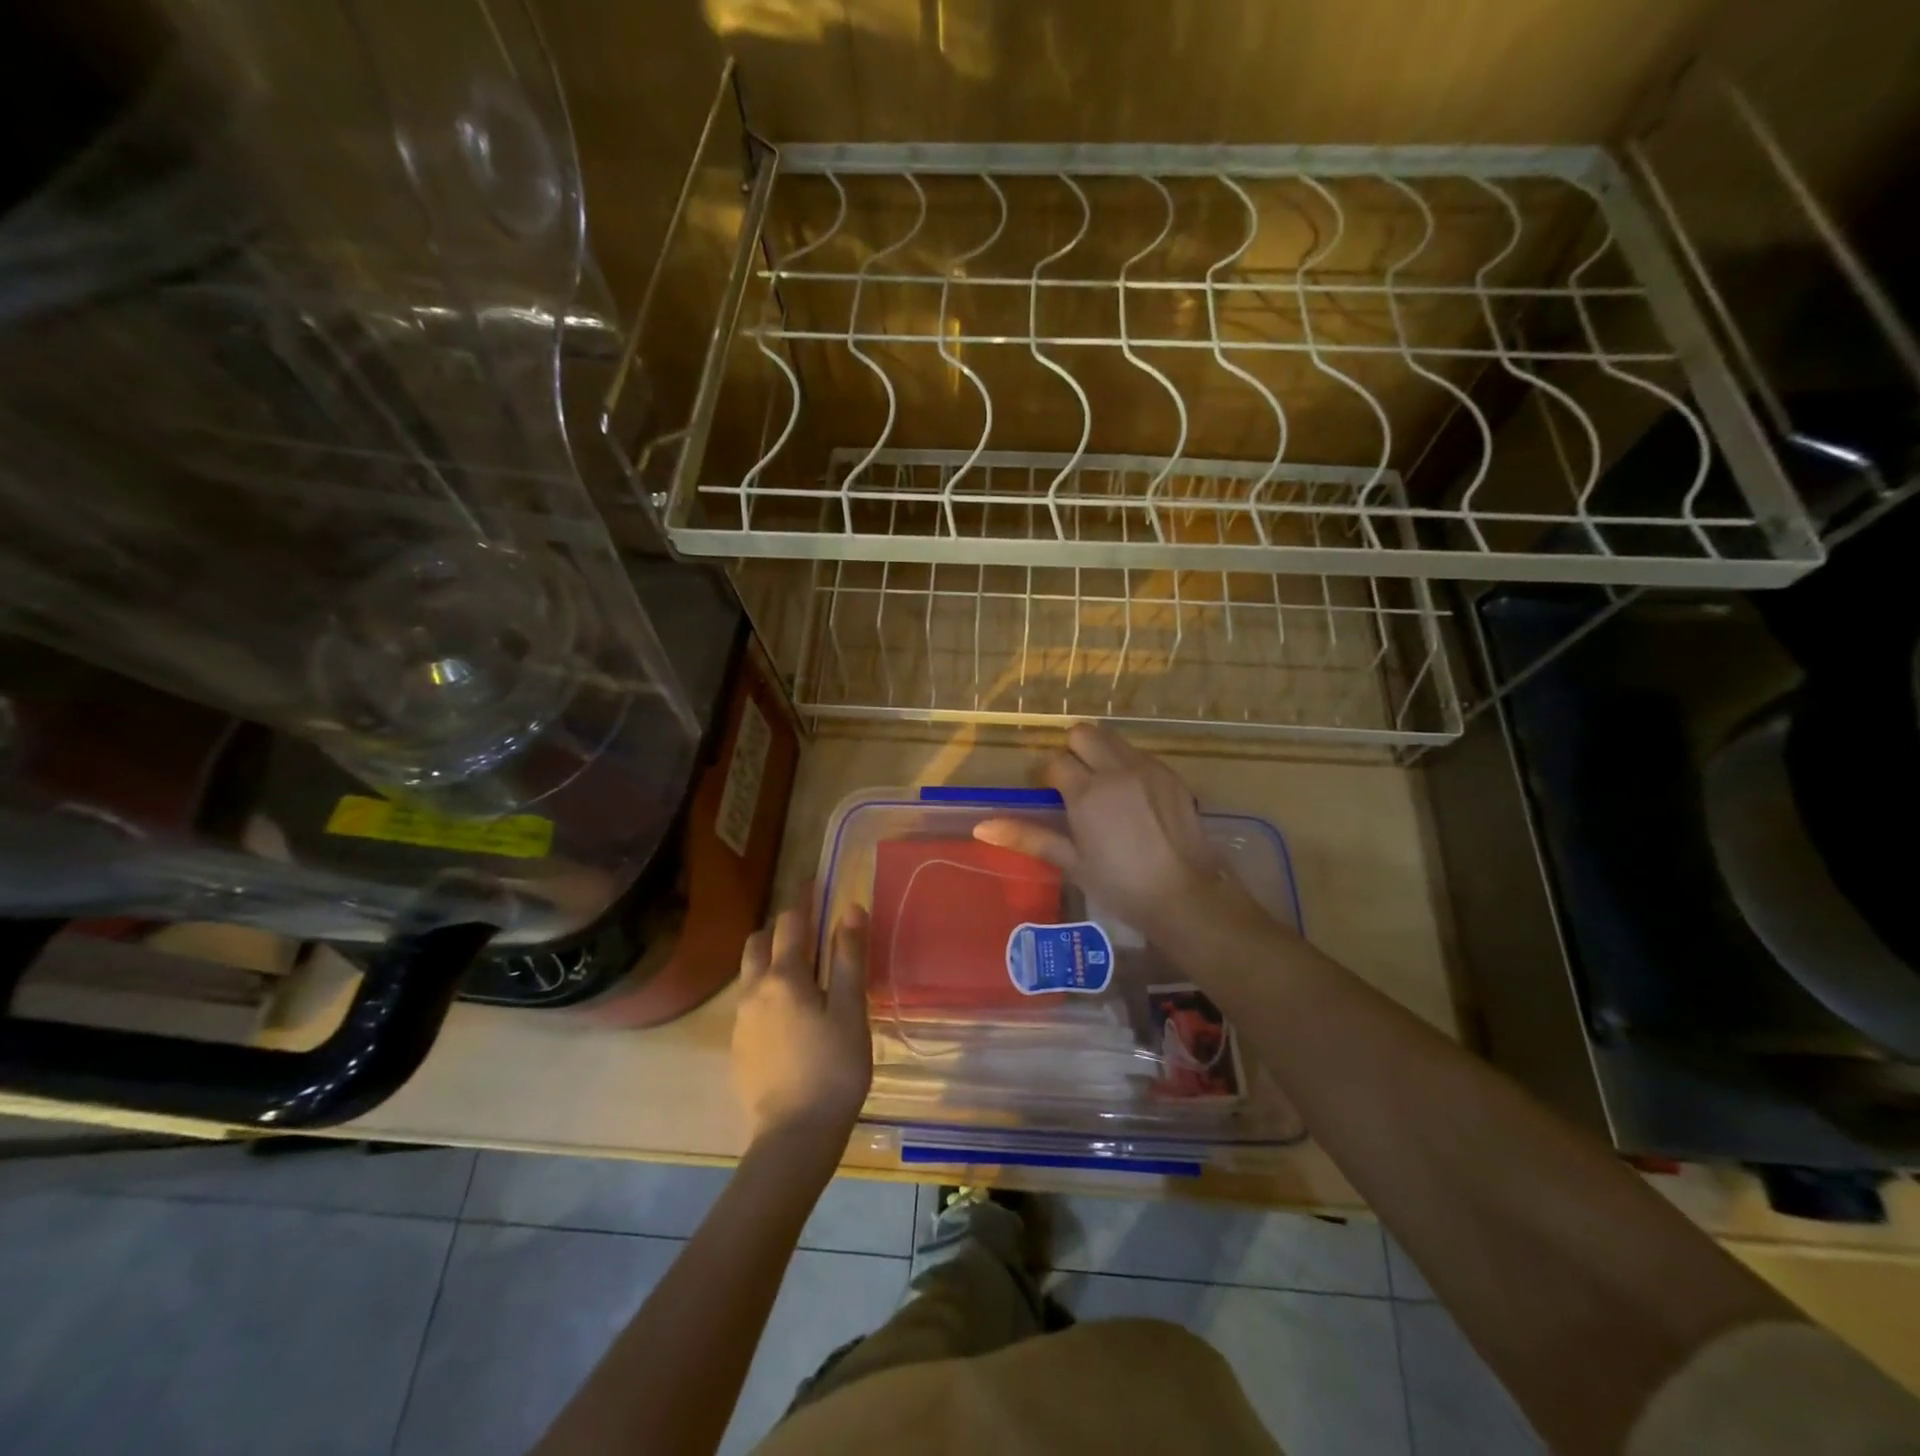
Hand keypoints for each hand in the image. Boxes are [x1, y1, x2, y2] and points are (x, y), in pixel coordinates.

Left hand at [731, 891, 871, 1155]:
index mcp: (784, 976)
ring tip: (800, 967)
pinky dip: (766, 989)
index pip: (791, 922)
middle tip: (808, 927)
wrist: (794, 1136)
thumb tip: (850, 908)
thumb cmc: (833, 1068)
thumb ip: (847, 957)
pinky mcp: (739, 1046)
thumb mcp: (850, 1010)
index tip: (813, 883)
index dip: (803, 899)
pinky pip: (750, 1001)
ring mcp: (742, 1020)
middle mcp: (754, 990)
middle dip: (781, 927)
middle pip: (759, 942)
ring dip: (770, 957)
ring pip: (750, 972)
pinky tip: (789, 1012)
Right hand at [973, 724, 1265, 942]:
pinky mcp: (1171, 775)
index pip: (1055, 762)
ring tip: (1104, 788)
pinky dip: (1128, 766)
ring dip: (1100, 753)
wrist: (1185, 895)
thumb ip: (1028, 837)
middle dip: (1073, 750)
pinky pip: (1140, 755)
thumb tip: (982, 827)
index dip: (1047, 776)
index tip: (1050, 796)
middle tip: (1075, 782)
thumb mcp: (1071, 862)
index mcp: (1086, 792)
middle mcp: (1116, 769)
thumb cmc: (1121, 885)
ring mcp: (1147, 769)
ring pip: (1113, 739)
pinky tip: (1133, 798)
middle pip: (1083, 733)